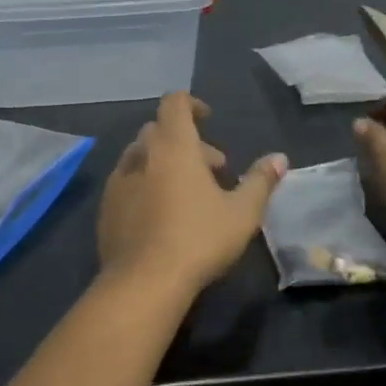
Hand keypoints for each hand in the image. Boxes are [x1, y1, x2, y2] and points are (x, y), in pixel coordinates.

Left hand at [98, 92, 287, 297]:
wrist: (143, 282)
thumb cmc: (198, 239)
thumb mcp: (242, 213)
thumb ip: (260, 181)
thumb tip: (279, 158)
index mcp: (173, 146)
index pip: (174, 103)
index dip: (191, 104)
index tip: (208, 120)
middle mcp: (141, 155)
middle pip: (159, 130)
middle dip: (186, 142)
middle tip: (212, 169)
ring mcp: (118, 181)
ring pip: (140, 156)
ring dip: (164, 163)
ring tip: (187, 193)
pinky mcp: (106, 207)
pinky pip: (126, 182)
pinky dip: (145, 185)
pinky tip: (160, 215)